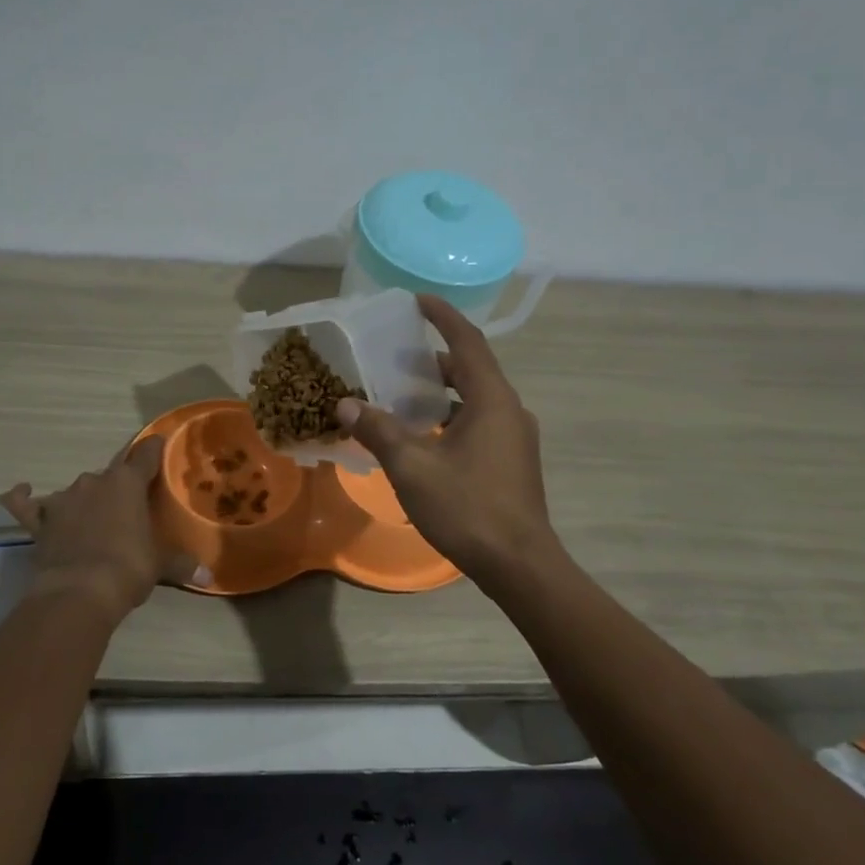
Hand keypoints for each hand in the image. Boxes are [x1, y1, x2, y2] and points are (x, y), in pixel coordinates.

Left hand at [0, 437, 209, 623]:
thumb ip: (182, 565)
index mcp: (127, 484)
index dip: (153, 449)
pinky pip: (25, 505)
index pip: (145, 456)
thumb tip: (209, 576)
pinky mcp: (40, 522)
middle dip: (119, 487)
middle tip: (129, 507)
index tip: (159, 441)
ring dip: (85, 500)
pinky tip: (22, 490)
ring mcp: (63, 500)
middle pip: (110, 475)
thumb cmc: (128, 569)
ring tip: (93, 518)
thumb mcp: (160, 566)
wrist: (79, 592)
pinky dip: (22, 497)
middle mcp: (94, 482)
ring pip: (76, 490)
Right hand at [336, 295, 555, 592]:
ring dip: (441, 391)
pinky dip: (450, 418)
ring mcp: (514, 438)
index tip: (417, 300)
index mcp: (492, 400)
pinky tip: (423, 437)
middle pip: (471, 369)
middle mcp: (509, 410)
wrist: (519, 564)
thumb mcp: (412, 466)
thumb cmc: (467, 507)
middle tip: (396, 352)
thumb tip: (345, 404)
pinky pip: (478, 423)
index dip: (442, 316)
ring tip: (402, 393)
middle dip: (435, 357)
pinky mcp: (511, 462)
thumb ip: (378, 430)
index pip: (467, 342)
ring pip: (474, 399)